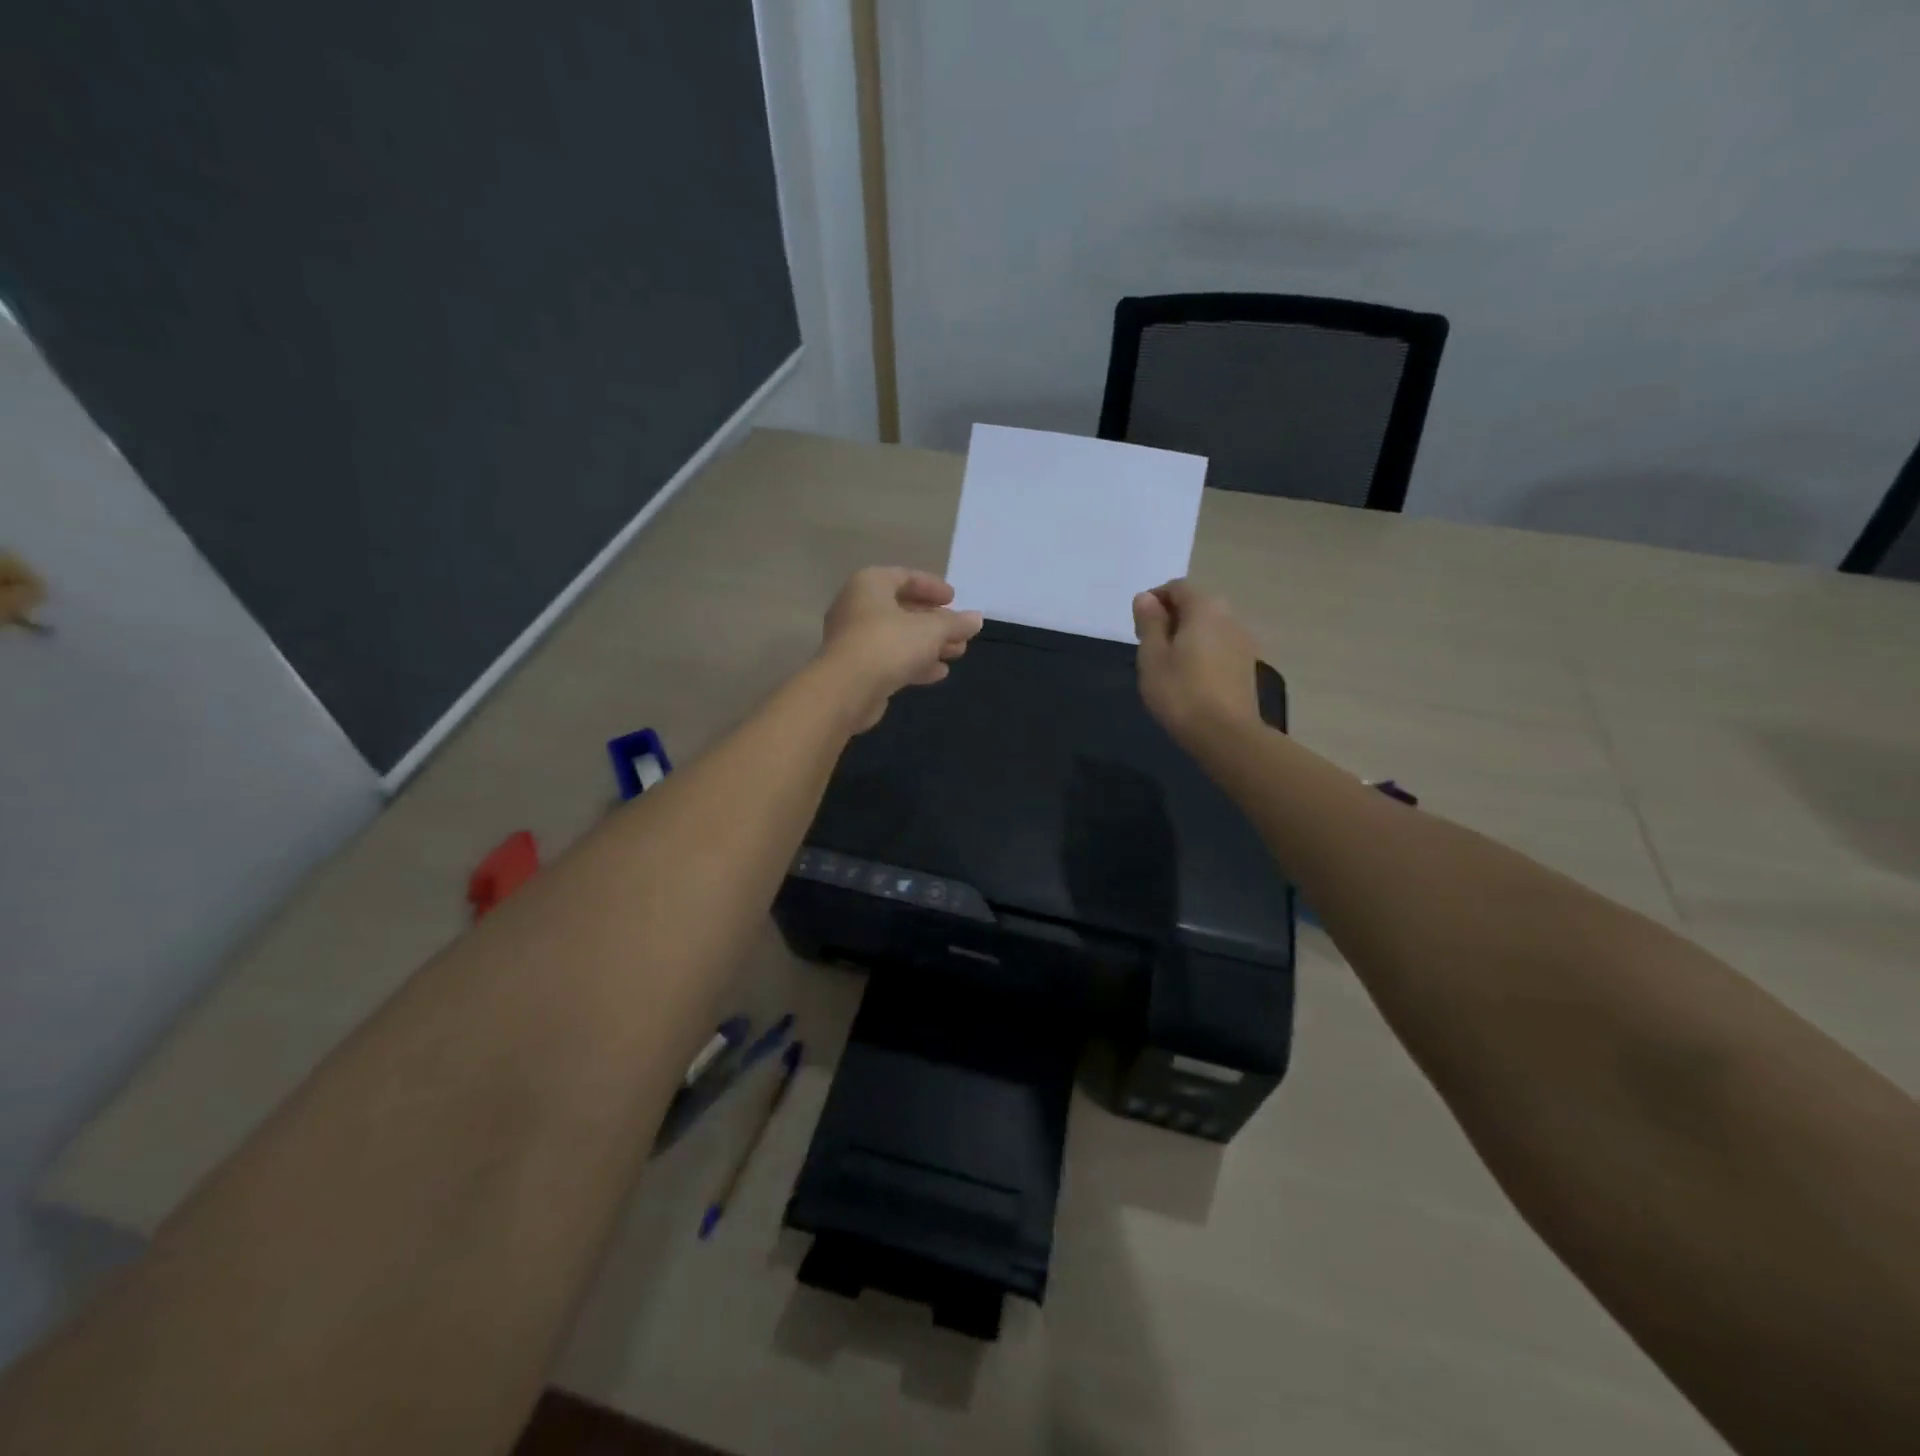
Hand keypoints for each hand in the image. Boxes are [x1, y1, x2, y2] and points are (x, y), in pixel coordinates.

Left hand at [818, 567, 983, 731]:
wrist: (846, 690)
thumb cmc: (888, 644)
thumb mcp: (930, 630)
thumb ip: (955, 623)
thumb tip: (976, 619)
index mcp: (870, 584)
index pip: (904, 577)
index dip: (932, 586)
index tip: (954, 599)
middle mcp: (857, 606)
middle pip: (902, 609)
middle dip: (935, 621)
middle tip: (960, 631)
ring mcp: (854, 639)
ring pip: (898, 637)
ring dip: (928, 644)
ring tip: (957, 653)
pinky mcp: (856, 668)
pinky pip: (889, 658)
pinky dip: (914, 662)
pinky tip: (938, 673)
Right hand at [1132, 579, 1263, 746]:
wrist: (1225, 735)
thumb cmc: (1180, 692)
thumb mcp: (1152, 656)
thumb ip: (1149, 622)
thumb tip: (1146, 597)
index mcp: (1204, 608)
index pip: (1177, 587)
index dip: (1154, 600)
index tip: (1138, 625)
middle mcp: (1229, 617)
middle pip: (1196, 605)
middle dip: (1171, 618)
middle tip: (1149, 645)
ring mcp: (1243, 642)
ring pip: (1209, 627)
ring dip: (1187, 636)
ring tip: (1168, 664)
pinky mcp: (1247, 666)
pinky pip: (1219, 647)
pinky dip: (1202, 652)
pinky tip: (1189, 678)